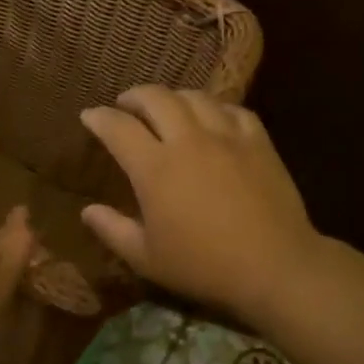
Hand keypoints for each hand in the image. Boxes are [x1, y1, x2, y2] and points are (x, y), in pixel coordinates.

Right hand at [79, 86, 320, 323]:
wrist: (275, 267)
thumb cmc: (204, 267)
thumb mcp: (147, 258)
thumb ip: (113, 230)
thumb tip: (87, 210)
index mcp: (155, 167)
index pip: (118, 127)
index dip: (99, 117)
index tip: (89, 116)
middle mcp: (187, 140)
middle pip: (155, 97)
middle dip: (134, 96)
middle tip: (126, 105)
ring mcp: (226, 136)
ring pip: (194, 97)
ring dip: (173, 97)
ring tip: (168, 107)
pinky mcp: (257, 140)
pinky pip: (232, 109)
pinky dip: (215, 108)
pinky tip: (213, 118)